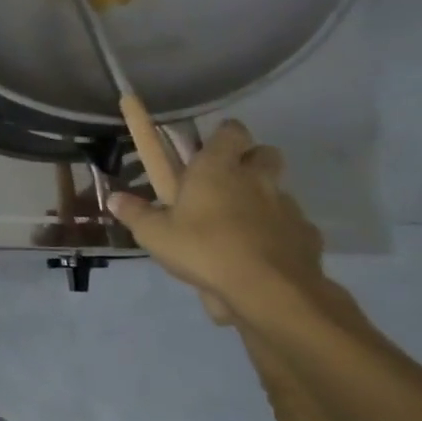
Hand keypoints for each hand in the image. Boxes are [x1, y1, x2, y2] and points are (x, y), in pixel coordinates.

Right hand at [108, 119, 326, 316]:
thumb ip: (135, 213)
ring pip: (279, 190)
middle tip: (227, 182)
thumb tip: (115, 198)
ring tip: (239, 225)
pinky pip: (292, 225)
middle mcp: (256, 178)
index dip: (224, 136)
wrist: (267, 289)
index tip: (211, 148)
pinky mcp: (306, 234)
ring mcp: (286, 206)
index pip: (231, 131)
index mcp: (218, 168)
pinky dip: (278, 232)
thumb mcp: (154, 234)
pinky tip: (260, 253)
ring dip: (263, 198)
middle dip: (250, 161)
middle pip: (265, 153)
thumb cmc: (203, 248)